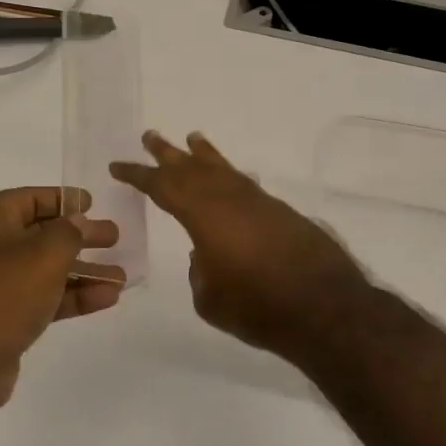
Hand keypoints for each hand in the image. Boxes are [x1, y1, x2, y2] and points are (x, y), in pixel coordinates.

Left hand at [0, 188, 121, 423]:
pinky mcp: (3, 319)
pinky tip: (107, 299)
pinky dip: (73, 297)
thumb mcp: (44, 254)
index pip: (27, 199)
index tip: (93, 204)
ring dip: (84, 272)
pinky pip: (43, 299)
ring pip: (45, 271)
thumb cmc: (1, 295)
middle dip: (80, 237)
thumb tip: (79, 223)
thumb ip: (69, 232)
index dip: (61, 199)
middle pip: (40, 235)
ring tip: (121, 277)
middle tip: (114, 238)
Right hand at [111, 131, 371, 361]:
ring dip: (206, 156)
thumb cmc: (259, 309)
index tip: (119, 166)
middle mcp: (232, 200)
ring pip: (226, 171)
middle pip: (194, 169)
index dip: (139, 176)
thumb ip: (200, 273)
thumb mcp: (211, 300)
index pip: (164, 188)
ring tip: (193, 139)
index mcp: (206, 216)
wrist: (326, 309)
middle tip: (150, 136)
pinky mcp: (283, 214)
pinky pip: (247, 186)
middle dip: (169, 154)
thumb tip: (206, 254)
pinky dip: (232, 178)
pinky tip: (230, 181)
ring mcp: (261, 203)